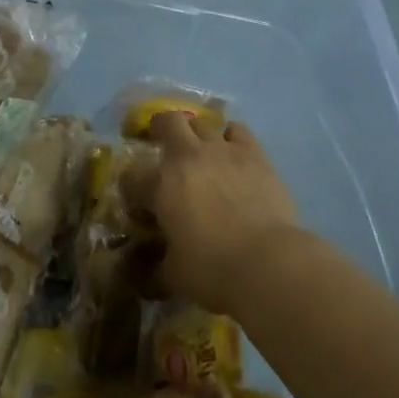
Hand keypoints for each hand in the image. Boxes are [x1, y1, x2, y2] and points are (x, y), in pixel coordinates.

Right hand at [129, 114, 300, 316]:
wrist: (267, 262)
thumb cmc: (213, 270)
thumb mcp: (175, 276)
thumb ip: (157, 267)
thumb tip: (146, 274)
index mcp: (161, 185)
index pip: (132, 176)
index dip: (131, 188)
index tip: (139, 203)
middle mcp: (187, 156)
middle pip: (167, 122)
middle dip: (161, 129)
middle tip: (164, 143)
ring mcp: (221, 149)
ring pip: (202, 122)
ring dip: (197, 134)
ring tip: (202, 150)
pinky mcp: (253, 152)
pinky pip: (237, 130)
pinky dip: (231, 137)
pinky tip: (234, 152)